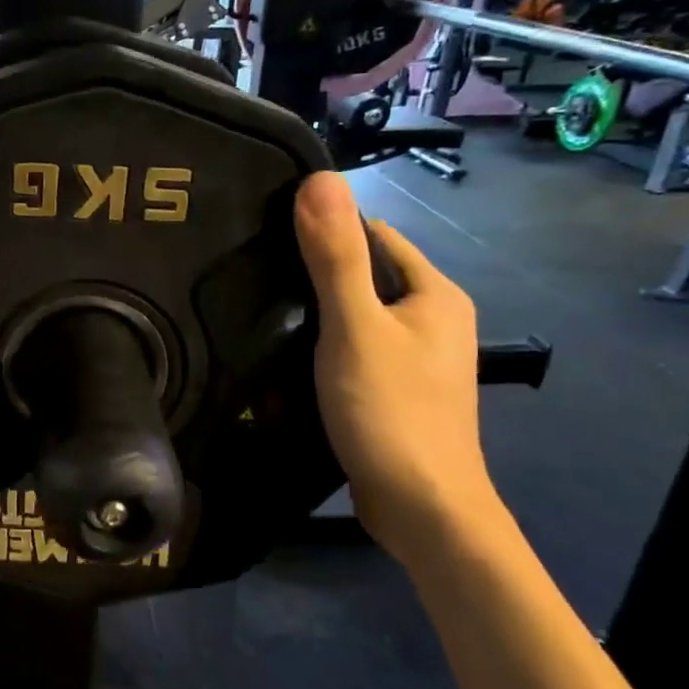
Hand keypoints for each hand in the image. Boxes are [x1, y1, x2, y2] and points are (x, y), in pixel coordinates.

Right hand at [294, 172, 500, 563]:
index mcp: (435, 293)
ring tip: (259, 309)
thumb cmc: (391, 410)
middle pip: (364, 276)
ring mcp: (416, 359)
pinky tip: (286, 355)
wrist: (421, 509)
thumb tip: (319, 178)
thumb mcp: (355, 327)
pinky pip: (354, 349)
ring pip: (355, 316)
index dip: (324, 229)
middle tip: (253, 274)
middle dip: (314, 273)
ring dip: (314, 313)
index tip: (267, 234)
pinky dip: (323, 346)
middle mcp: (433, 319)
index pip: (374, 235)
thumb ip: (335, 256)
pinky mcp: (395, 390)